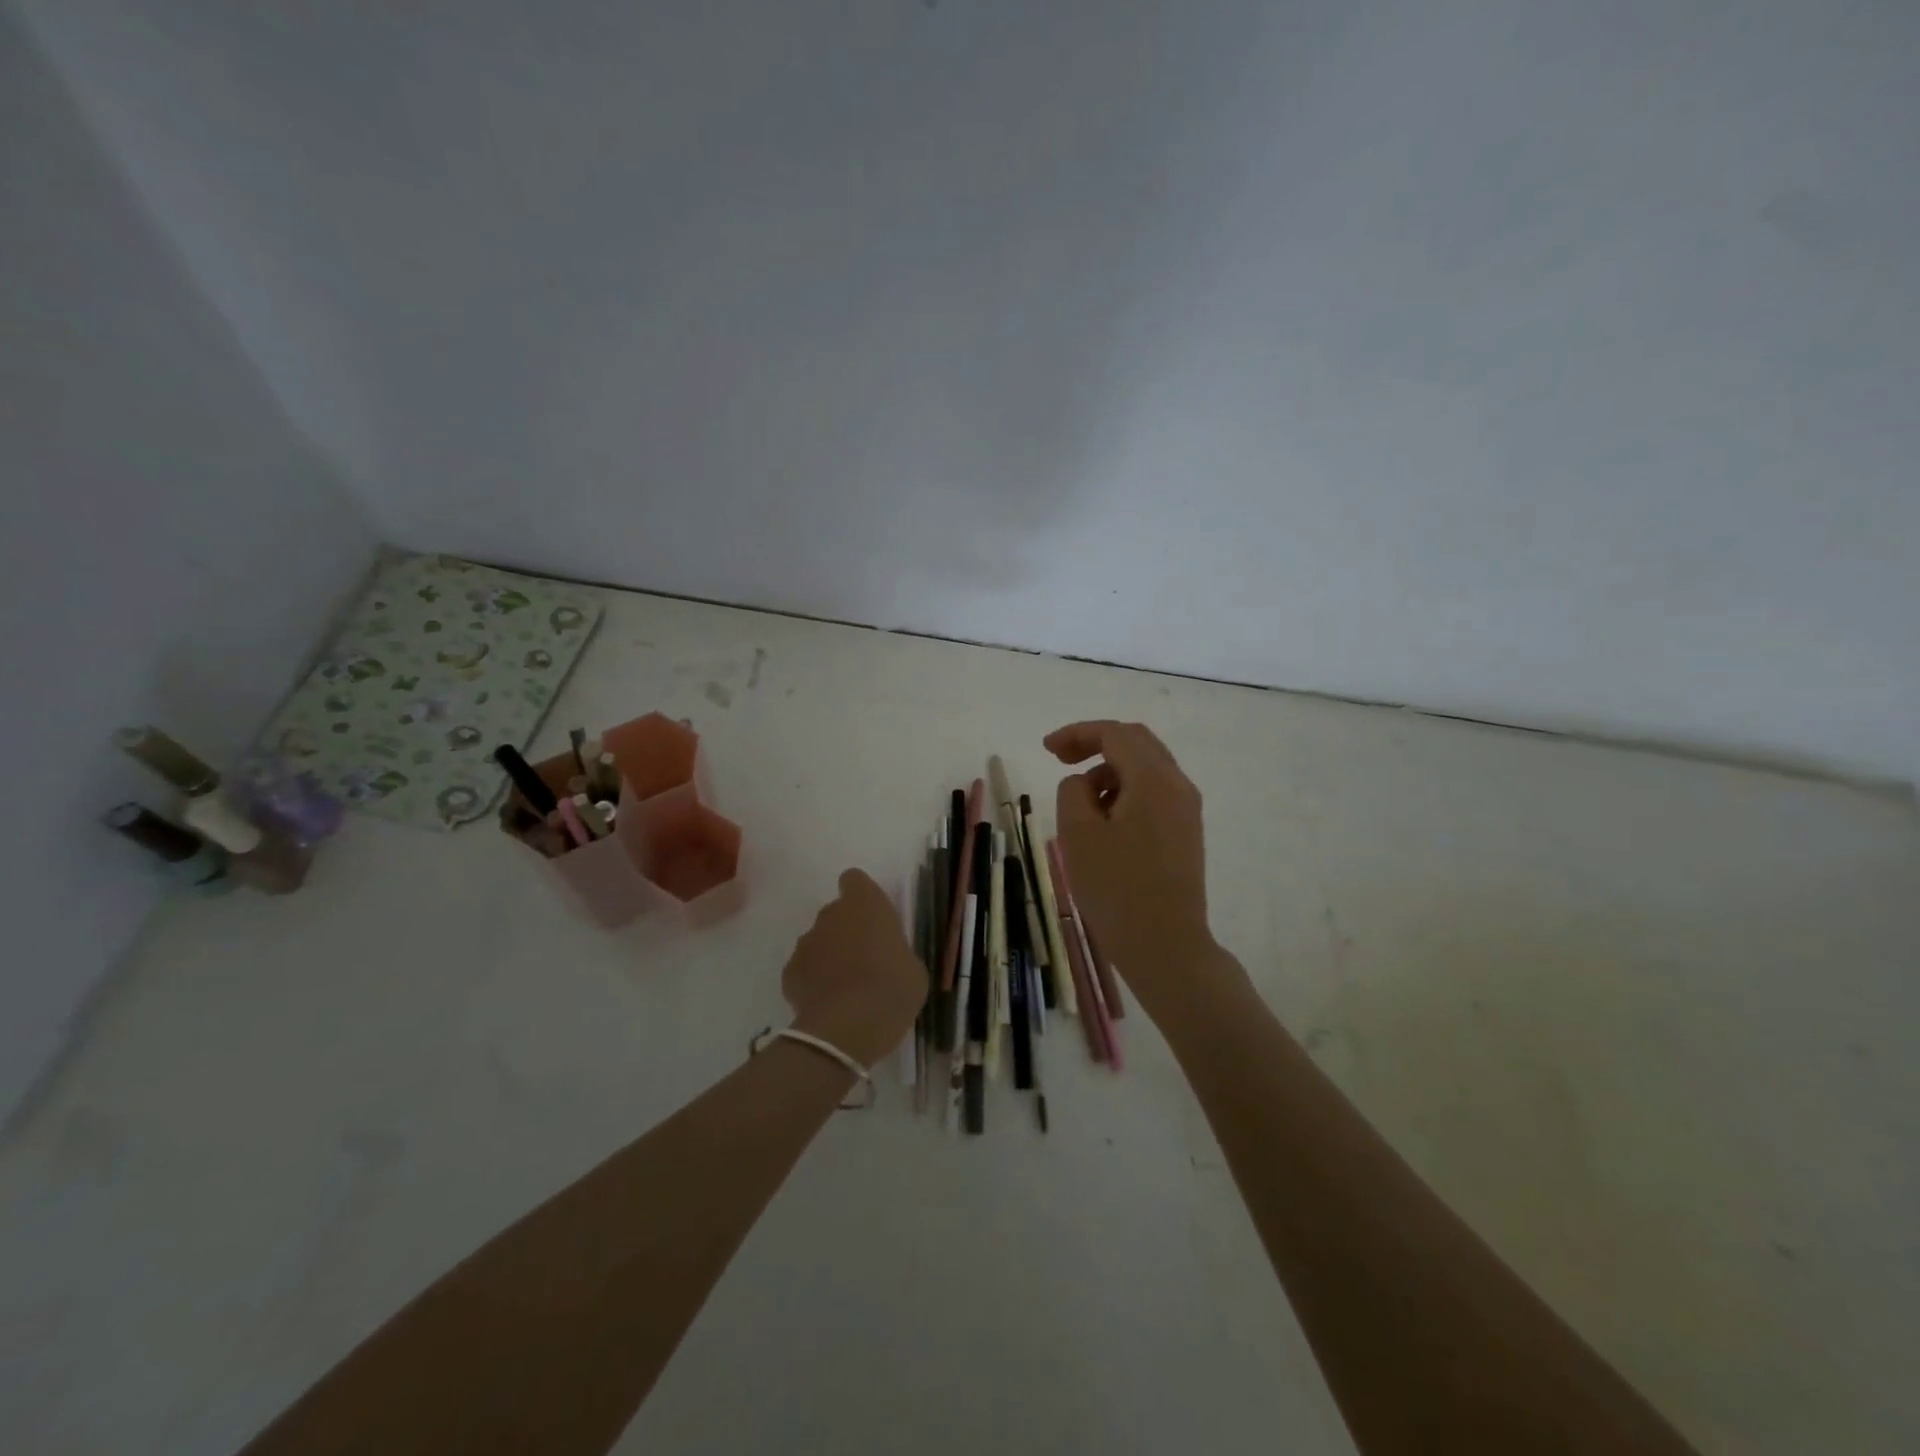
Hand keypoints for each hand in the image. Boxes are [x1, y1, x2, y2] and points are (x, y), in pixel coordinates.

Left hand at [783, 869, 926, 1068]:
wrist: (848, 1026)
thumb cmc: (893, 988)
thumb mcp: (912, 968)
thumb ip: (895, 951)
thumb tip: (889, 958)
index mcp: (866, 903)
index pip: (854, 880)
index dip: (861, 896)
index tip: (872, 918)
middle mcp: (831, 914)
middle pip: (835, 913)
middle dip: (845, 930)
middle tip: (864, 960)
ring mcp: (805, 942)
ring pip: (817, 941)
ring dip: (828, 956)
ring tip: (845, 987)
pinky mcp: (789, 972)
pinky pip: (803, 969)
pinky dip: (812, 981)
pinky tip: (827, 1003)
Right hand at [1045, 721, 1219, 1018]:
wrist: (1167, 948)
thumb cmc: (1116, 890)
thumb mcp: (1077, 834)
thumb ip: (1073, 791)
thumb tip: (1085, 782)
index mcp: (1153, 780)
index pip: (1115, 734)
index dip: (1077, 733)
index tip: (1046, 749)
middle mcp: (1178, 786)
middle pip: (1136, 743)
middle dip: (1095, 744)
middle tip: (1060, 759)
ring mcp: (1187, 811)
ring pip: (1146, 769)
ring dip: (1110, 771)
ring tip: (1080, 804)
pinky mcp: (1186, 833)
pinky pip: (1154, 793)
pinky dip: (1125, 791)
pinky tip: (1105, 822)